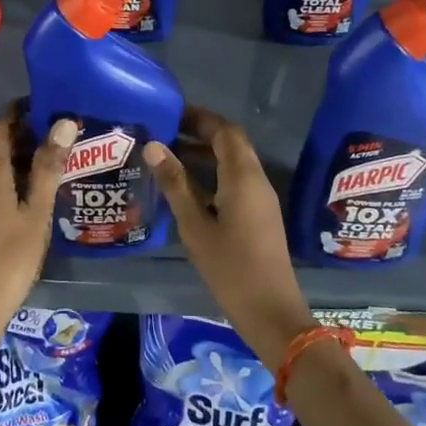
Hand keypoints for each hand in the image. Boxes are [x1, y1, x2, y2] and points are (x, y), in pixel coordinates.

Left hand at [0, 107, 77, 322]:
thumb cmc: (10, 256)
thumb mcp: (36, 212)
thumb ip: (49, 167)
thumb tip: (63, 123)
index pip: (0, 127)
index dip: (20, 113)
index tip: (47, 106)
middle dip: (25, 137)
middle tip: (61, 136)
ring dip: (19, 162)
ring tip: (54, 164)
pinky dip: (12, 183)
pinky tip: (33, 198)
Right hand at [144, 106, 314, 366]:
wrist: (271, 312)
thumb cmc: (230, 268)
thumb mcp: (195, 225)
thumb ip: (175, 183)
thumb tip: (154, 145)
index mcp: (243, 177)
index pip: (225, 131)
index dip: (200, 117)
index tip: (170, 113)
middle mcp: (256, 180)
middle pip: (232, 143)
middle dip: (201, 132)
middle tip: (165, 132)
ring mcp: (260, 199)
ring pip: (234, 163)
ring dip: (206, 154)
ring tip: (169, 155)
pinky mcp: (259, 216)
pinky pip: (236, 181)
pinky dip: (213, 173)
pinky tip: (188, 188)